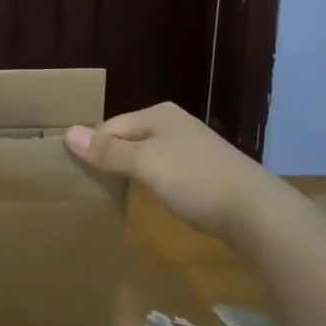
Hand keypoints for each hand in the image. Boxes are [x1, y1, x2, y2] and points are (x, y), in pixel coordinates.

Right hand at [66, 102, 279, 242]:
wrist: (257, 212)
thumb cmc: (196, 180)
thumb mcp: (147, 164)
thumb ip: (109, 151)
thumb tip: (68, 133)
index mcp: (159, 114)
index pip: (111, 126)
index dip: (92, 148)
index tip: (73, 174)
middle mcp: (174, 124)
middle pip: (129, 138)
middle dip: (110, 159)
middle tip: (88, 187)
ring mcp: (192, 148)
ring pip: (147, 156)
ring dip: (130, 172)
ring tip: (110, 195)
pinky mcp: (205, 173)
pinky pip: (166, 172)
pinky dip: (152, 183)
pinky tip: (148, 200)